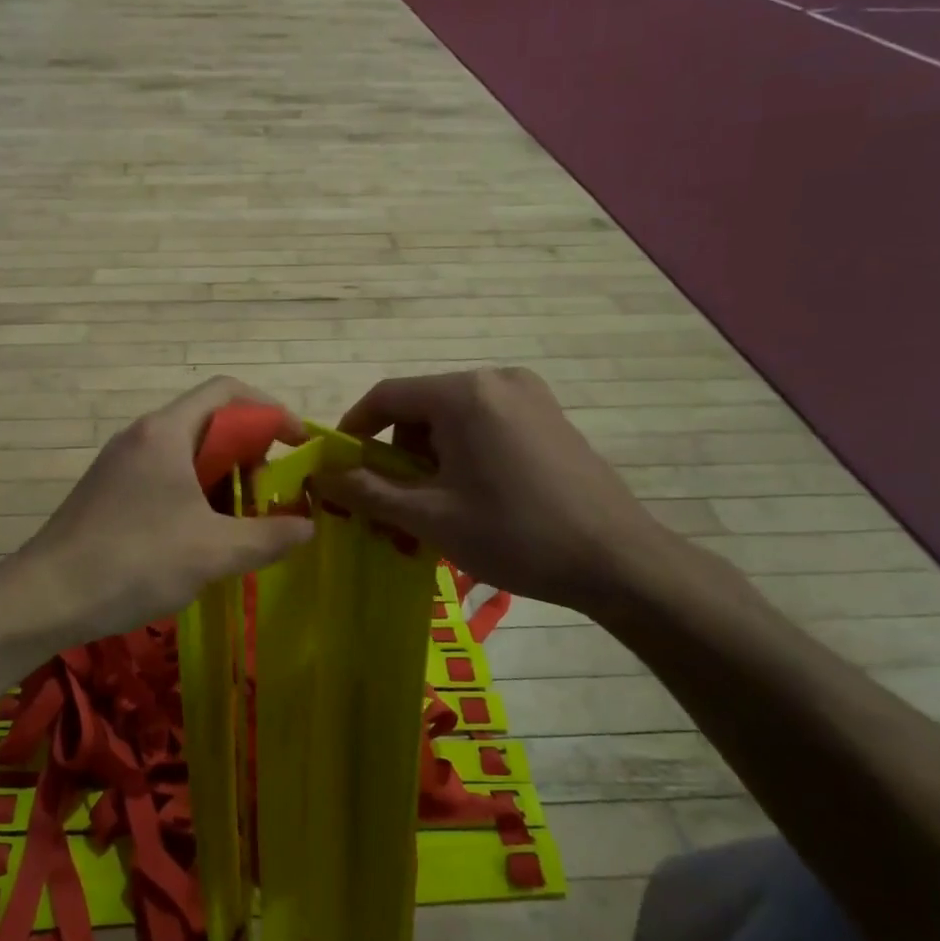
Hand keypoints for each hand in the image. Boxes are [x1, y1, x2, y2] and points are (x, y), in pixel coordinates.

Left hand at [13, 378, 315, 646]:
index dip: (270, 409)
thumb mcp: (213, 552)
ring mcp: (121, 463)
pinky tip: (202, 537)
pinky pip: (165, 477)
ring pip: (187, 454)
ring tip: (242, 522)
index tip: (298, 444)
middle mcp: (142, 435)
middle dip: (249, 453)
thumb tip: (308, 525)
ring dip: (223, 480)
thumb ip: (268, 536)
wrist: (44, 598)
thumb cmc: (134, 562)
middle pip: (209, 422)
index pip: (227, 391)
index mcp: (166, 432)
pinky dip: (195, 495)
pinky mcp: (109, 491)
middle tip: (269, 496)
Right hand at [318, 367, 674, 612]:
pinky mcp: (549, 416)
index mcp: (463, 394)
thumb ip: (368, 491)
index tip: (338, 468)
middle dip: (396, 454)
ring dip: (429, 458)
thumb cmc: (515, 535)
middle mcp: (495, 379)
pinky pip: (485, 424)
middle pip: (420, 407)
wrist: (619, 561)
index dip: (353, 430)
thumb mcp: (430, 517)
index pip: (386, 396)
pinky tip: (472, 496)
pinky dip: (462, 454)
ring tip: (434, 508)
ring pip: (452, 418)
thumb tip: (321, 477)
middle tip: (392, 504)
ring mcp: (528, 395)